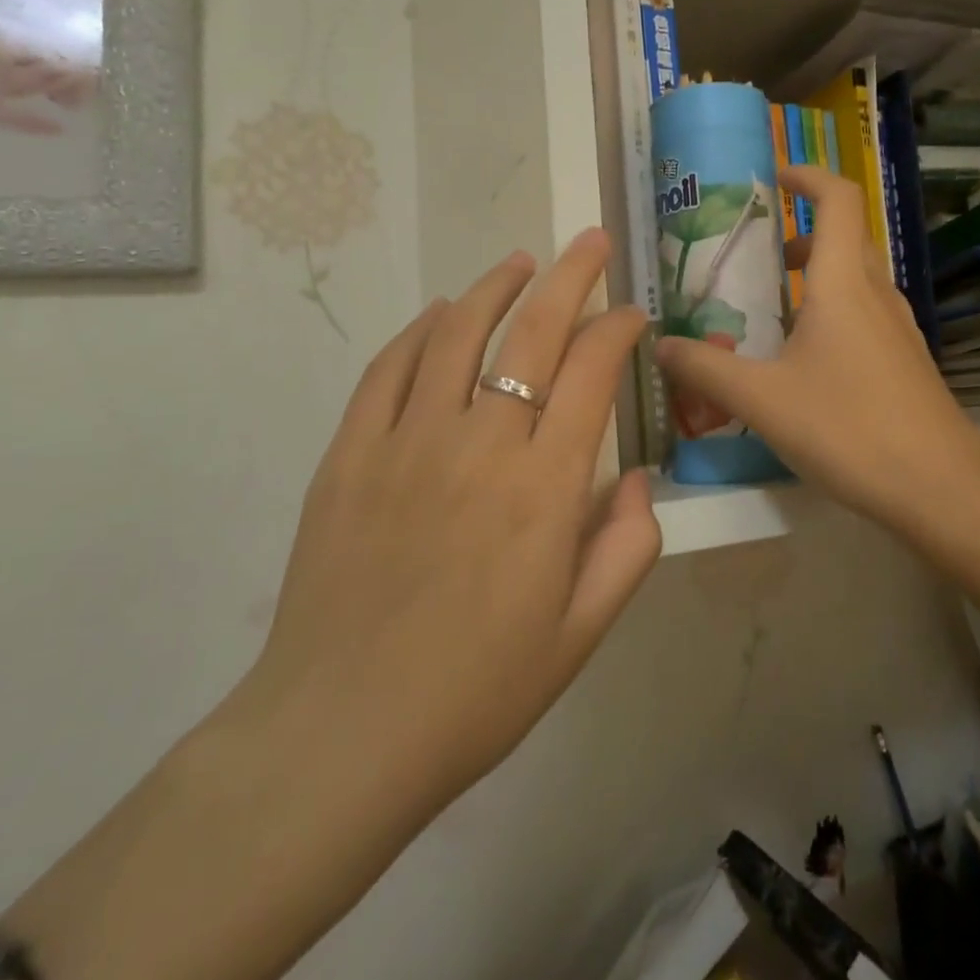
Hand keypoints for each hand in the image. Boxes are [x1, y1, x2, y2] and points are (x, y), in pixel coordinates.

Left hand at [240, 229, 660, 822]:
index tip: (632, 314)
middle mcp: (480, 444)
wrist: (341, 737)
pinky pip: (389, 370)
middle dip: (570, 277)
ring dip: (494, 288)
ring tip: (519, 262)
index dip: (617, 330)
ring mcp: (407, 442)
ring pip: (457, 334)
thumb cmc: (477, 692)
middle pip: (532, 332)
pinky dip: (419, 332)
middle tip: (589, 242)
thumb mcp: (581, 634)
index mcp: (544, 487)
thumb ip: (628, 548)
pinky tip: (439, 315)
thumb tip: (638, 479)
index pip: (591, 373)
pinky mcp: (350, 455)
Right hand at [656, 165, 979, 532]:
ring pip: (854, 281)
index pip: (837, 200)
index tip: (772, 177)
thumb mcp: (762, 400)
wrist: (940, 489)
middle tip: (754, 257)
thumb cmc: (849, 428)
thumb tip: (660, 345)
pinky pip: (864, 317)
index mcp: (843, 284)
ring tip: (768, 312)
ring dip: (814, 279)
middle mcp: (876, 295)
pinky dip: (831, 314)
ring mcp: (897, 330)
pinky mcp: (905, 362)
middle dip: (799, 236)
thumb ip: (705, 369)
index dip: (807, 175)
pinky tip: (803, 362)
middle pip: (844, 238)